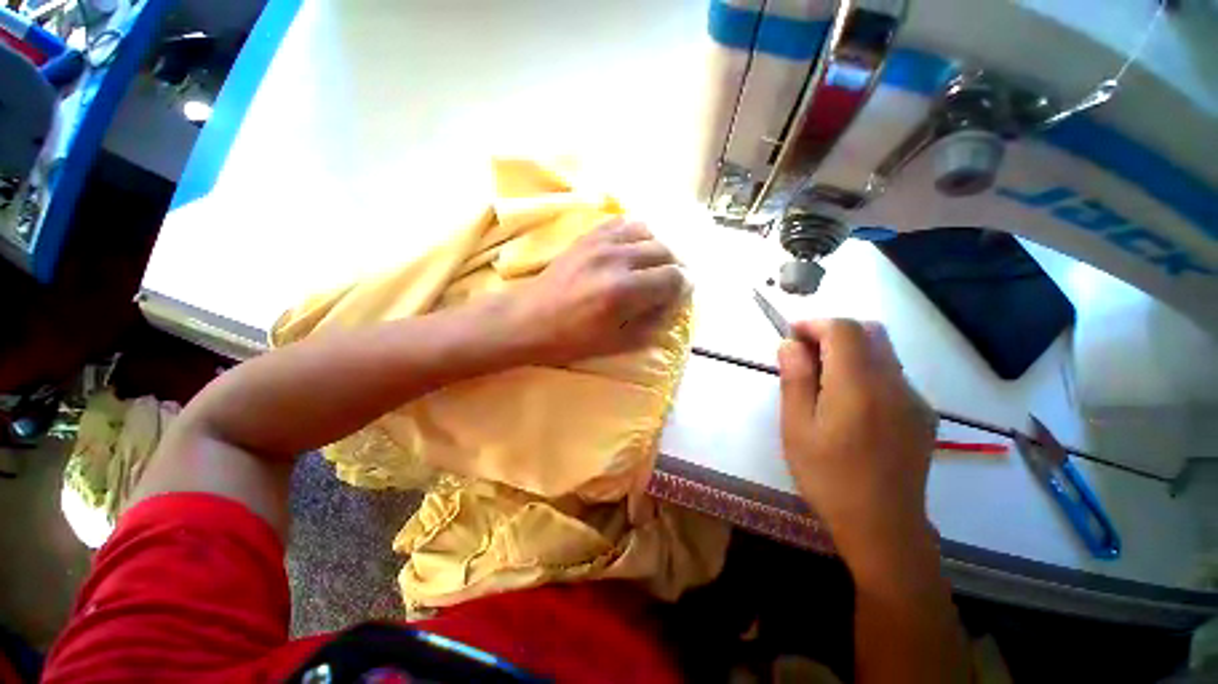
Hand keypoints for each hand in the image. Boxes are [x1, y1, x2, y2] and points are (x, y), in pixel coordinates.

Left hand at [505, 218, 686, 364]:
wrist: (528, 319)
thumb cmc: (572, 339)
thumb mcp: (618, 343)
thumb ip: (653, 322)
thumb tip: (673, 303)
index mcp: (624, 291)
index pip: (673, 277)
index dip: (683, 287)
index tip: (680, 295)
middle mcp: (616, 259)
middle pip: (665, 251)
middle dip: (674, 268)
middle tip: (668, 284)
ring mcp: (600, 242)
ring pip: (648, 233)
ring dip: (657, 250)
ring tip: (651, 266)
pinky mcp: (587, 236)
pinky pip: (623, 223)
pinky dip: (636, 234)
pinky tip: (632, 250)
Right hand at [778, 319, 937, 572]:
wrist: (884, 528)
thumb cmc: (828, 478)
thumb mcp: (797, 428)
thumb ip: (794, 379)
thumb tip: (789, 344)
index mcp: (859, 386)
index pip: (843, 329)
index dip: (814, 324)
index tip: (790, 337)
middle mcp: (895, 384)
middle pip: (869, 332)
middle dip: (832, 333)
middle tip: (805, 356)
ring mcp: (915, 399)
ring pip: (883, 351)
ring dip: (849, 351)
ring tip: (822, 380)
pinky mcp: (922, 414)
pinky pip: (893, 374)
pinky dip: (866, 369)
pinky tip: (849, 402)